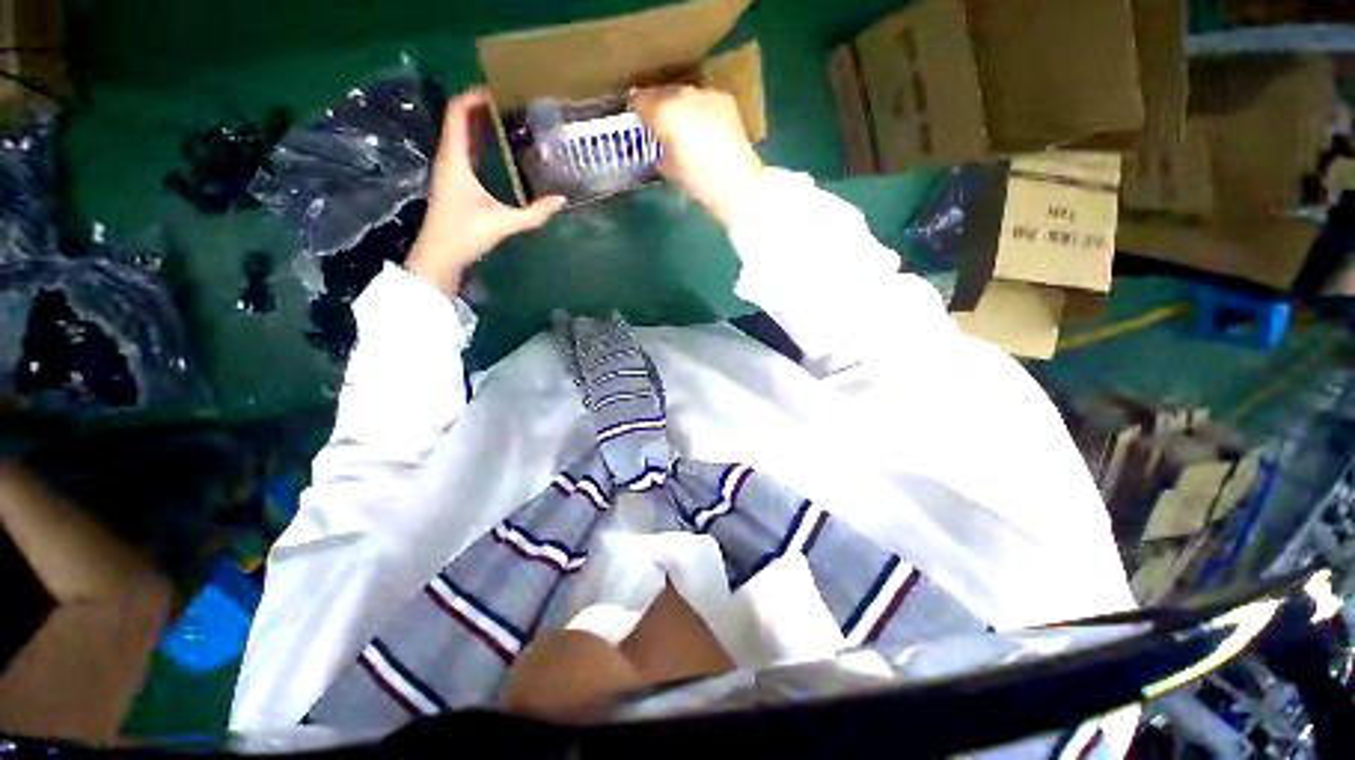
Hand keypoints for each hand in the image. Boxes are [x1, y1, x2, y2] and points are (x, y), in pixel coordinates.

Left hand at [407, 88, 565, 296]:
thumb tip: (562, 201)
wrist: (439, 254)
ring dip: (476, 124)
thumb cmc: (466, 234)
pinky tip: (493, 148)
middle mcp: (448, 158)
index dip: (473, 98)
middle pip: (457, 120)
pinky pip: (461, 150)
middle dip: (478, 108)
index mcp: (455, 160)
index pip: (457, 114)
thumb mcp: (505, 223)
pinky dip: (475, 141)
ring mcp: (447, 170)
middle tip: (507, 104)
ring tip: (504, 121)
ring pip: (458, 135)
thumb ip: (535, 213)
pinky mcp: (450, 182)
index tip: (496, 91)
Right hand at [634, 86, 763, 228]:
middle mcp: (683, 95)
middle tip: (658, 124)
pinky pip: (703, 98)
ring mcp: (705, 94)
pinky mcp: (725, 100)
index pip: (641, 100)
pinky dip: (698, 109)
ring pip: (683, 93)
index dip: (635, 110)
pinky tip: (702, 125)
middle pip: (662, 93)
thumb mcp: (670, 171)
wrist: (736, 184)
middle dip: (658, 106)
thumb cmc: (698, 183)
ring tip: (681, 125)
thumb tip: (659, 147)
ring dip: (678, 105)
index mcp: (664, 114)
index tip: (635, 120)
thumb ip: (659, 152)